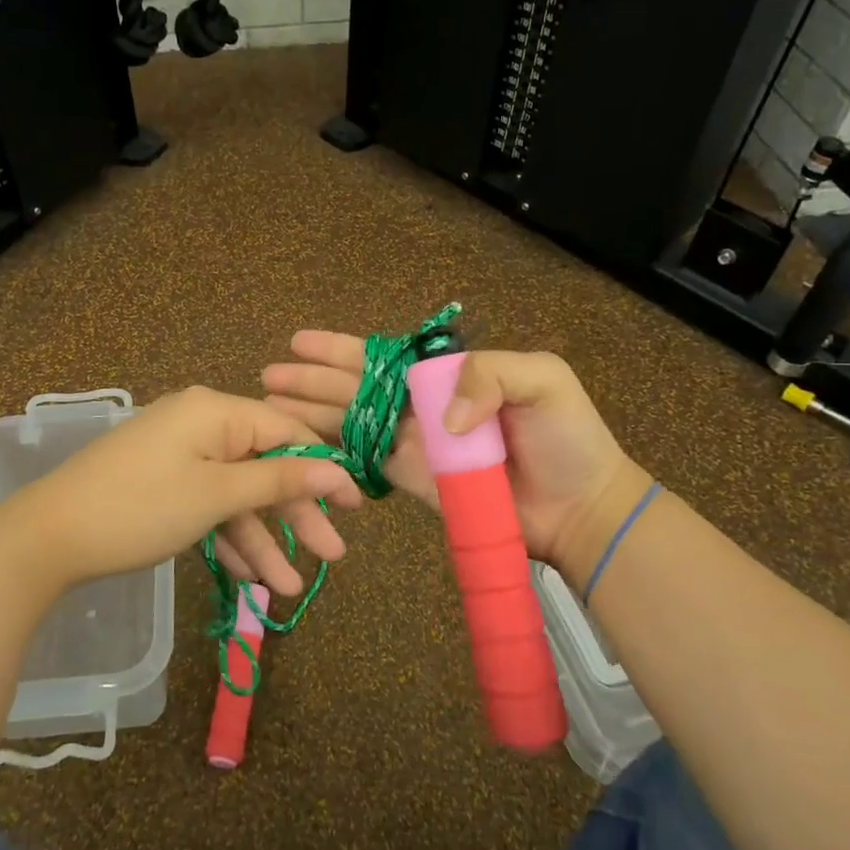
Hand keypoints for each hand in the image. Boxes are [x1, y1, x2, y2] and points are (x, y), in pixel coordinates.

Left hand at [0, 386, 359, 597]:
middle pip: (264, 466)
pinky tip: (251, 578)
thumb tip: (335, 468)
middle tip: (334, 555)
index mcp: (215, 411)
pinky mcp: (163, 484)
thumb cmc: (140, 507)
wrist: (47, 539)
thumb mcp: (215, 495)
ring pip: (237, 494)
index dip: (324, 468)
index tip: (356, 505)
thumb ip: (277, 479)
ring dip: (264, 538)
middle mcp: (201, 424)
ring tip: (291, 588)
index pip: (286, 431)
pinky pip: (209, 505)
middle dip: (297, 514)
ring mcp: (180, 455)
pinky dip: (229, 538)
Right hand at [262, 334, 643, 572]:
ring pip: (351, 423)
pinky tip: (303, 447)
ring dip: (311, 413)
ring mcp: (414, 445)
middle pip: (355, 388)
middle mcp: (422, 406)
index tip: (299, 342)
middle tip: (268, 376)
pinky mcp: (413, 481)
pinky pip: (366, 463)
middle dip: (312, 380)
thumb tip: (439, 418)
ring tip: (271, 404)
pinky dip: (334, 454)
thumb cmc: (566, 437)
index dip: (340, 350)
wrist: (580, 507)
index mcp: (446, 376)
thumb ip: (487, 375)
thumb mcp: (541, 380)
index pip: (382, 357)